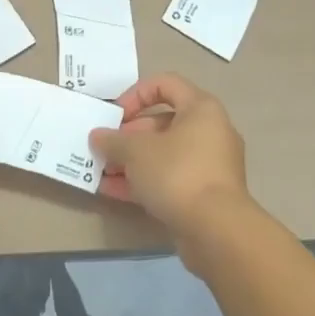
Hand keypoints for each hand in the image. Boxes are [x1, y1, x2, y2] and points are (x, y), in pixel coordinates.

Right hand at [89, 73, 252, 241]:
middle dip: (128, 135)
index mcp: (200, 108)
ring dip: (131, 161)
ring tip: (102, 171)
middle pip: (162, 122)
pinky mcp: (204, 194)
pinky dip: (144, 181)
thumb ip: (113, 140)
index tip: (115, 114)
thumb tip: (97, 136)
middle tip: (105, 147)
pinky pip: (170, 178)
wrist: (217, 231)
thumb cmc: (178, 173)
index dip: (136, 94)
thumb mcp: (137, 151)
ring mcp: (209, 165)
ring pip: (164, 153)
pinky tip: (113, 191)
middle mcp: (209, 131)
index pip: (165, 84)